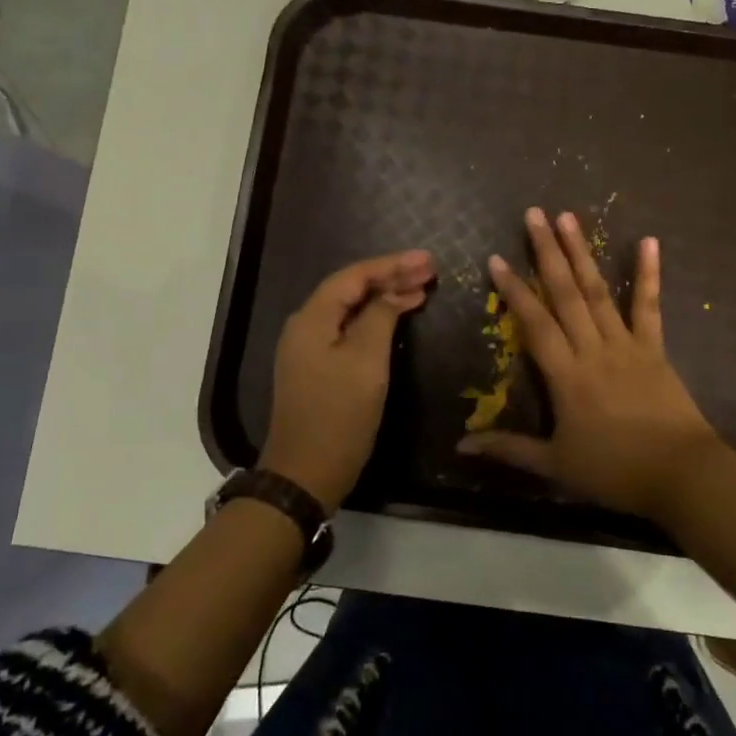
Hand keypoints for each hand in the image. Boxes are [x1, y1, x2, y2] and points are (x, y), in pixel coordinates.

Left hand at [264, 249, 434, 510]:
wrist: (305, 474)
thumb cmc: (339, 415)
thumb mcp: (366, 362)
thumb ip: (381, 317)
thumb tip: (395, 292)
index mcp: (312, 318)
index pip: (354, 276)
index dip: (392, 265)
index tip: (428, 260)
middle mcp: (306, 326)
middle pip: (351, 289)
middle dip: (391, 277)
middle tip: (430, 270)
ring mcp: (309, 348)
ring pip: (351, 309)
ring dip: (386, 296)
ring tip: (422, 288)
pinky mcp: (318, 367)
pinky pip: (349, 329)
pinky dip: (376, 319)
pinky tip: (398, 316)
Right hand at [457, 208, 724, 521]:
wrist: (680, 474)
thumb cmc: (614, 471)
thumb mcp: (555, 465)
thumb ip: (509, 449)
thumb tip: (462, 447)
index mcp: (566, 375)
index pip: (534, 323)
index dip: (514, 290)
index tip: (496, 258)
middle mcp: (593, 349)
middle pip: (565, 293)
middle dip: (547, 252)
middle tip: (534, 214)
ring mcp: (626, 344)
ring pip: (598, 291)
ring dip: (582, 253)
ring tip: (569, 218)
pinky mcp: (654, 348)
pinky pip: (649, 306)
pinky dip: (649, 274)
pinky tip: (649, 241)